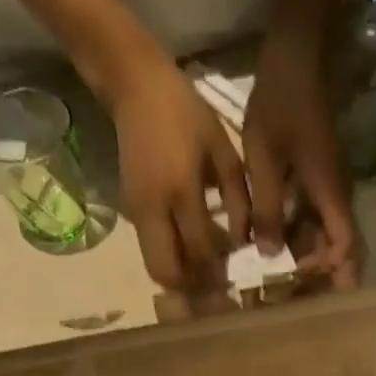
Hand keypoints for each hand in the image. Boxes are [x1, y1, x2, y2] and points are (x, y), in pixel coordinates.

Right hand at [112, 60, 250, 289]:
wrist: (133, 85)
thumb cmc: (185, 113)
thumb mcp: (223, 150)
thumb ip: (238, 200)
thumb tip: (243, 245)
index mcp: (181, 190)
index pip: (201, 252)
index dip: (219, 274)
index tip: (237, 283)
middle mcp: (155, 210)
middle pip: (169, 274)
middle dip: (193, 289)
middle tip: (216, 288)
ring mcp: (138, 214)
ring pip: (157, 269)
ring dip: (181, 280)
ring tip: (205, 275)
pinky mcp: (131, 213)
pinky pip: (152, 253)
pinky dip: (172, 262)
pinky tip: (191, 253)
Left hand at [244, 30, 359, 287]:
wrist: (296, 53)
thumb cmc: (280, 103)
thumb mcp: (264, 160)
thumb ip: (266, 210)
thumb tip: (269, 257)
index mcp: (330, 194)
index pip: (345, 246)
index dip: (327, 268)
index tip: (298, 274)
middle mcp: (337, 196)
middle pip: (338, 246)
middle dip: (317, 269)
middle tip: (285, 286)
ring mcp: (330, 187)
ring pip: (325, 234)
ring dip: (304, 252)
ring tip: (273, 266)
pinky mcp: (320, 178)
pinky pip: (315, 216)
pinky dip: (298, 232)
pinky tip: (272, 237)